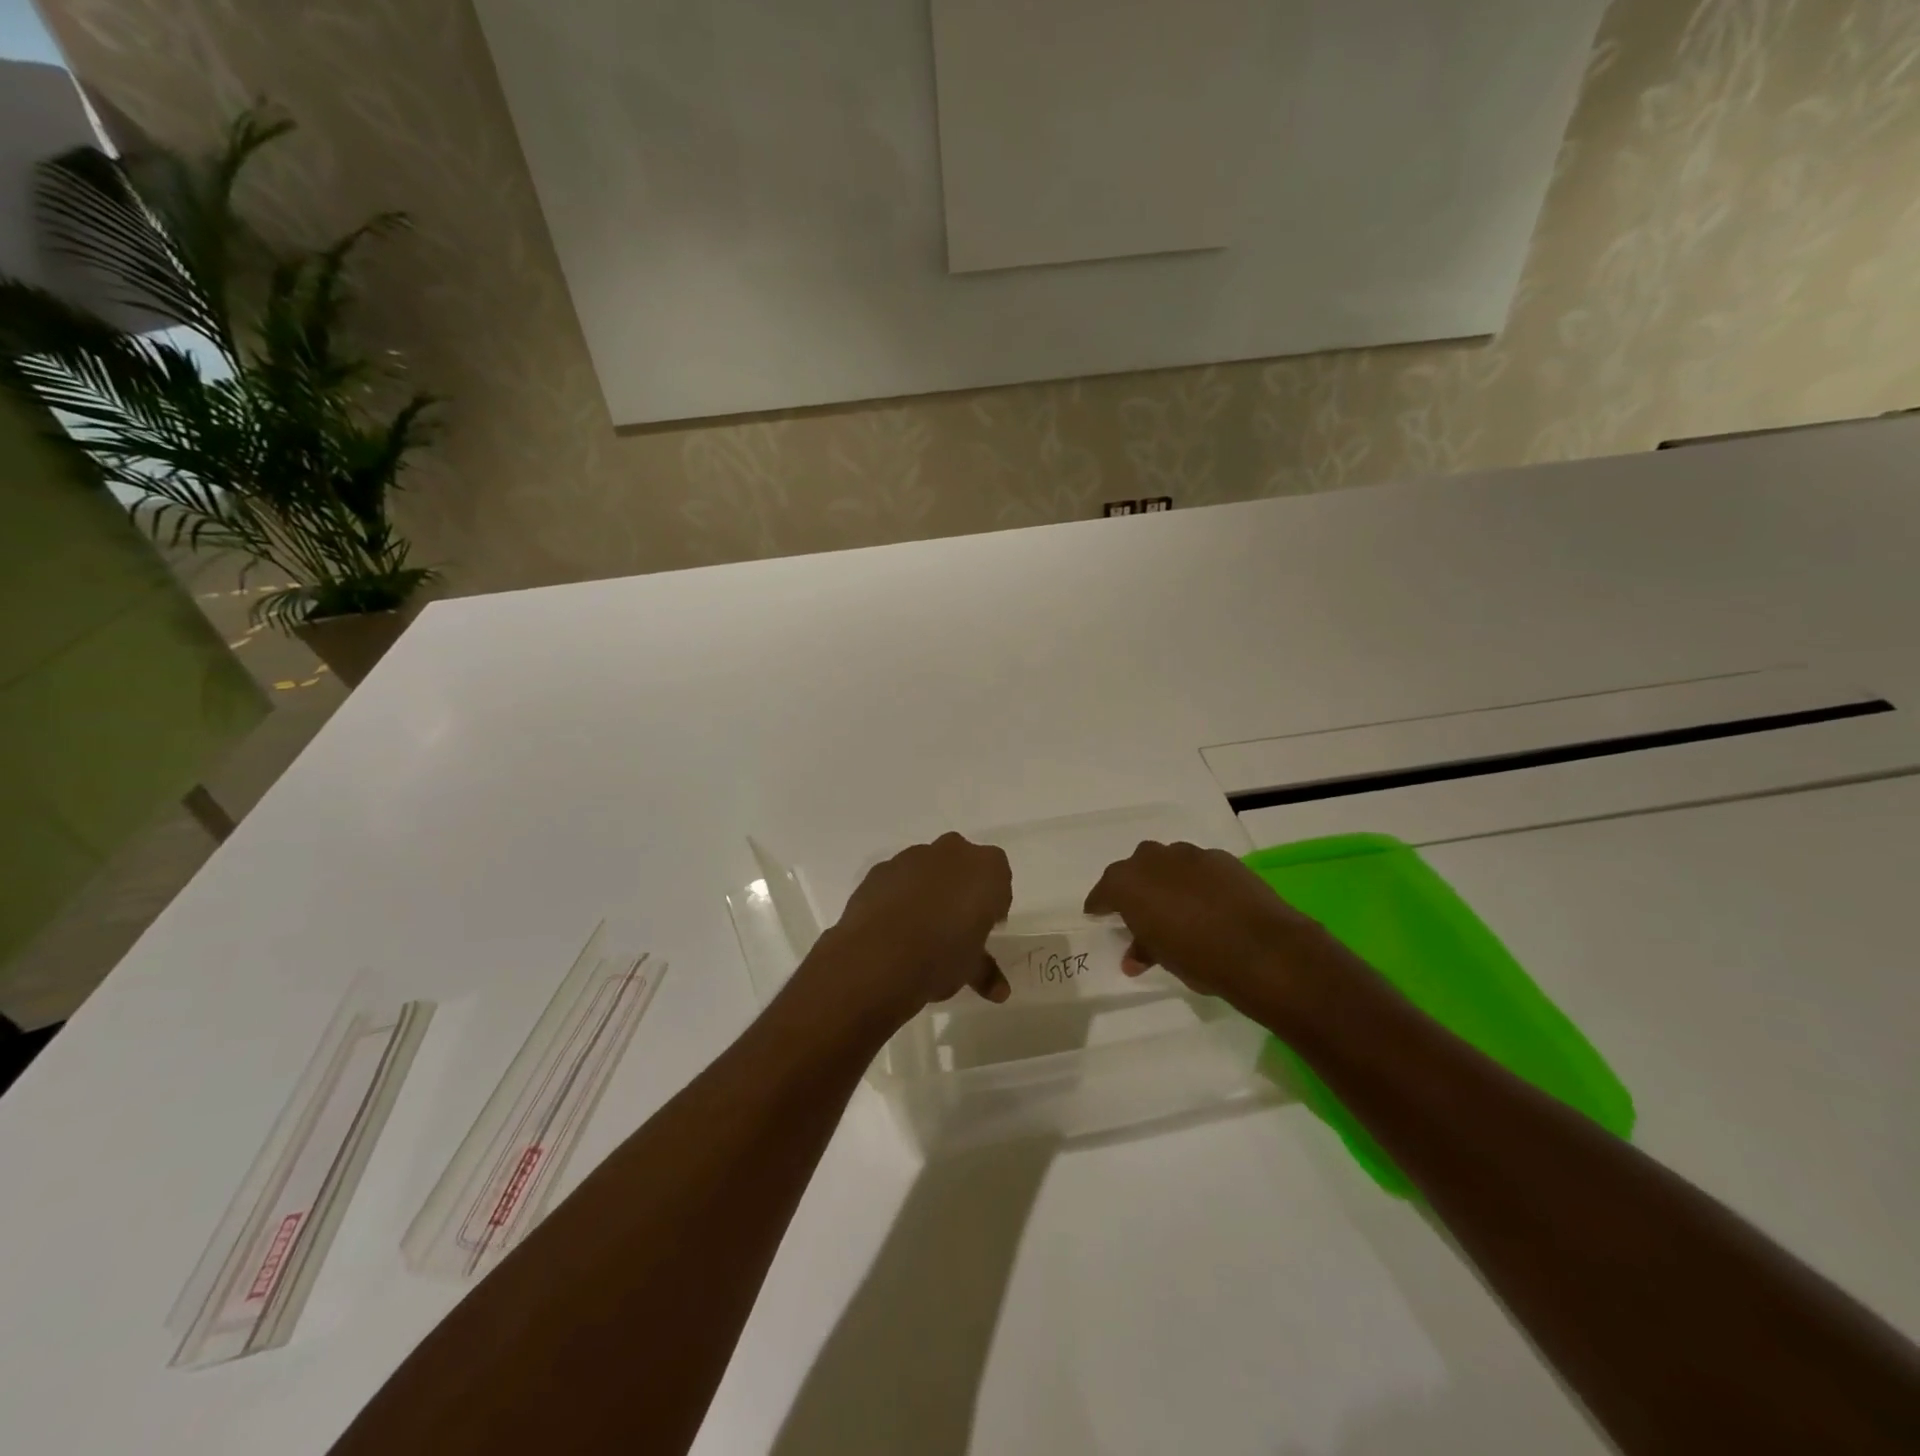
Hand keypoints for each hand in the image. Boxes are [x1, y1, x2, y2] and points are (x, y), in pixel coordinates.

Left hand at [799, 833, 1013, 1033]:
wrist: (876, 958)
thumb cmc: (940, 958)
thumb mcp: (970, 969)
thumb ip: (986, 972)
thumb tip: (999, 992)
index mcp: (986, 870)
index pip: (999, 878)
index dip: (993, 903)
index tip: (985, 927)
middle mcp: (952, 853)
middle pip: (963, 864)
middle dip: (962, 887)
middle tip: (956, 924)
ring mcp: (912, 857)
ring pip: (928, 868)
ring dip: (929, 889)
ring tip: (921, 928)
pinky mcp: (880, 869)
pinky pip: (898, 878)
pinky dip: (899, 894)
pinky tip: (893, 926)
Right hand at [1083, 840, 1360, 1026]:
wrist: (1263, 950)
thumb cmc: (1199, 958)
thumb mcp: (1163, 958)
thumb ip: (1144, 948)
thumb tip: (1134, 955)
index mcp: (1128, 883)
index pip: (1104, 891)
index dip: (1100, 904)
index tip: (1097, 914)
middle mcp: (1154, 859)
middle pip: (1136, 868)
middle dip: (1135, 886)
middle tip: (1140, 911)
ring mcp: (1191, 855)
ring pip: (1168, 863)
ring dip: (1167, 880)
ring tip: (1176, 906)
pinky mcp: (1223, 858)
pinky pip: (1198, 867)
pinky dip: (1196, 881)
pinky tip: (1208, 903)